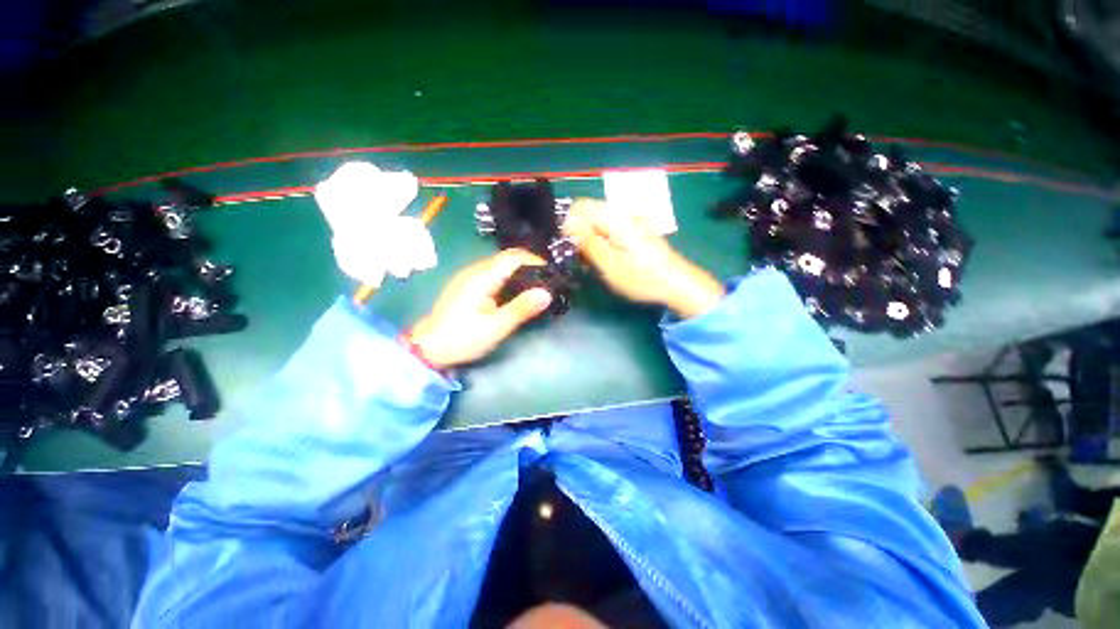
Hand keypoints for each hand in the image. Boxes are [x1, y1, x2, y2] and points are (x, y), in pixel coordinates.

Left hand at [408, 250, 552, 368]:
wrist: (428, 348)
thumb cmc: (463, 338)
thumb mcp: (496, 327)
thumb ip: (521, 308)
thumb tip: (547, 293)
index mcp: (482, 277)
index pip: (514, 256)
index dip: (535, 261)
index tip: (551, 274)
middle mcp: (475, 270)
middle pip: (507, 257)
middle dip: (529, 265)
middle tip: (547, 282)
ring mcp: (469, 276)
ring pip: (500, 264)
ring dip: (519, 271)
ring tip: (535, 287)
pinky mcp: (467, 285)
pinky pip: (492, 273)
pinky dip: (508, 278)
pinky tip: (515, 292)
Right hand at [563, 199, 723, 318]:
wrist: (677, 284)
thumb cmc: (642, 277)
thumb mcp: (609, 264)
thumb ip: (587, 242)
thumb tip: (566, 224)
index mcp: (615, 218)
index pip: (579, 207)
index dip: (568, 225)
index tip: (567, 247)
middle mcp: (621, 213)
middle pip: (588, 215)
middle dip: (578, 235)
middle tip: (580, 259)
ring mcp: (630, 221)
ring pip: (598, 224)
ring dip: (589, 241)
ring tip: (592, 263)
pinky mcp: (634, 231)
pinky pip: (610, 230)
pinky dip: (602, 243)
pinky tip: (605, 260)